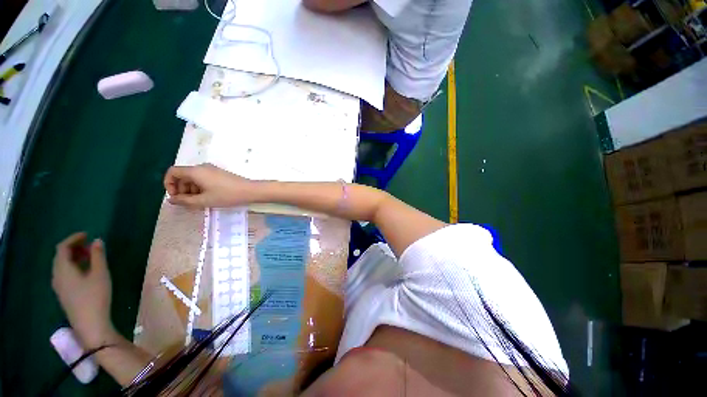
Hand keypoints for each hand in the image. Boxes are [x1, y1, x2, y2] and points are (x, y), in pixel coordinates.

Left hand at [52, 232, 116, 347]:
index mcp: (63, 269)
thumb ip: (98, 256)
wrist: (90, 323)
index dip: (74, 238)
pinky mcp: (64, 293)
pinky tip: (85, 271)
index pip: (62, 247)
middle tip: (90, 245)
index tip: (87, 235)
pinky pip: (64, 274)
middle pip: (60, 256)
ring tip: (90, 257)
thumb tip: (97, 241)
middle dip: (74, 247)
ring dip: (74, 257)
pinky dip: (73, 266)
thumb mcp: (100, 274)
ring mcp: (59, 286)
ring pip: (62, 266)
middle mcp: (57, 275)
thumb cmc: (95, 296)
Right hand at [164, 164, 255, 207]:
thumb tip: (171, 200)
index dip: (168, 184)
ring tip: (198, 202)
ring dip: (191, 190)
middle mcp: (202, 167)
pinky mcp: (219, 174)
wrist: (250, 190)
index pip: (172, 172)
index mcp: (195, 171)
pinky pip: (203, 179)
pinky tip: (207, 198)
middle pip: (183, 176)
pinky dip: (200, 188)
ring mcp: (212, 170)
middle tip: (187, 203)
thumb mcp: (204, 200)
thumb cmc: (226, 195)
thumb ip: (185, 201)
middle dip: (181, 189)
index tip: (175, 197)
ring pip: (193, 178)